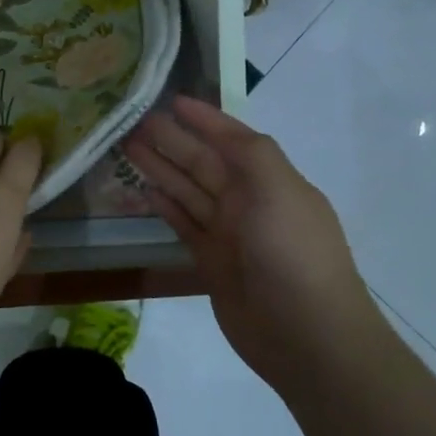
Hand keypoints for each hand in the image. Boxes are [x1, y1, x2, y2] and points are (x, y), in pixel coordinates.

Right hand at [124, 97, 378, 386]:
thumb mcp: (278, 190)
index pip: (233, 139)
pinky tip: (144, 190)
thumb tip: (218, 127)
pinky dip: (165, 206)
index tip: (172, 99)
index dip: (205, 119)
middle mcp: (249, 202)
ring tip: (128, 146)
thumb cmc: (293, 254)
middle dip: (172, 140)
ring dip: (161, 168)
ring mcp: (229, 233)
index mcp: (270, 180)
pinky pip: (184, 224)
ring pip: (188, 191)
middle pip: (203, 162)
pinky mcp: (211, 262)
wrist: (307, 336)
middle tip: (134, 120)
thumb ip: (249, 152)